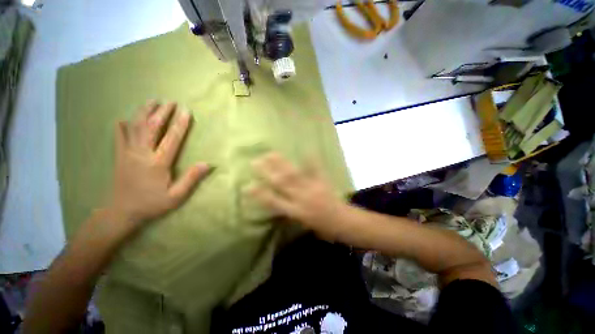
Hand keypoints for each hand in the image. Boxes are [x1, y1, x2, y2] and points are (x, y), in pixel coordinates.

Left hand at [108, 100, 209, 230]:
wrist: (121, 212)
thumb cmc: (152, 204)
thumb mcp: (176, 196)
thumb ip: (192, 178)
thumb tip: (208, 164)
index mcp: (157, 163)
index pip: (171, 139)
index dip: (180, 124)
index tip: (186, 111)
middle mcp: (141, 154)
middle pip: (151, 128)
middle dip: (161, 113)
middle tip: (170, 101)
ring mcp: (127, 153)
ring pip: (134, 128)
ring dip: (143, 113)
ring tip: (151, 101)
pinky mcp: (119, 157)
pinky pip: (119, 138)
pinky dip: (121, 127)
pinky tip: (122, 119)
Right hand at [250, 153, 348, 238]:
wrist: (343, 222)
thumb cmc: (323, 227)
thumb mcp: (303, 223)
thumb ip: (290, 210)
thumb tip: (279, 199)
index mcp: (295, 211)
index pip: (273, 201)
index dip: (259, 193)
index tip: (247, 185)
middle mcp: (301, 198)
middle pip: (281, 183)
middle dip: (267, 172)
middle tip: (255, 161)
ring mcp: (312, 188)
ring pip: (293, 174)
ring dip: (281, 163)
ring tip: (271, 154)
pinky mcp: (323, 182)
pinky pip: (316, 169)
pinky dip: (311, 160)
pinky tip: (306, 149)